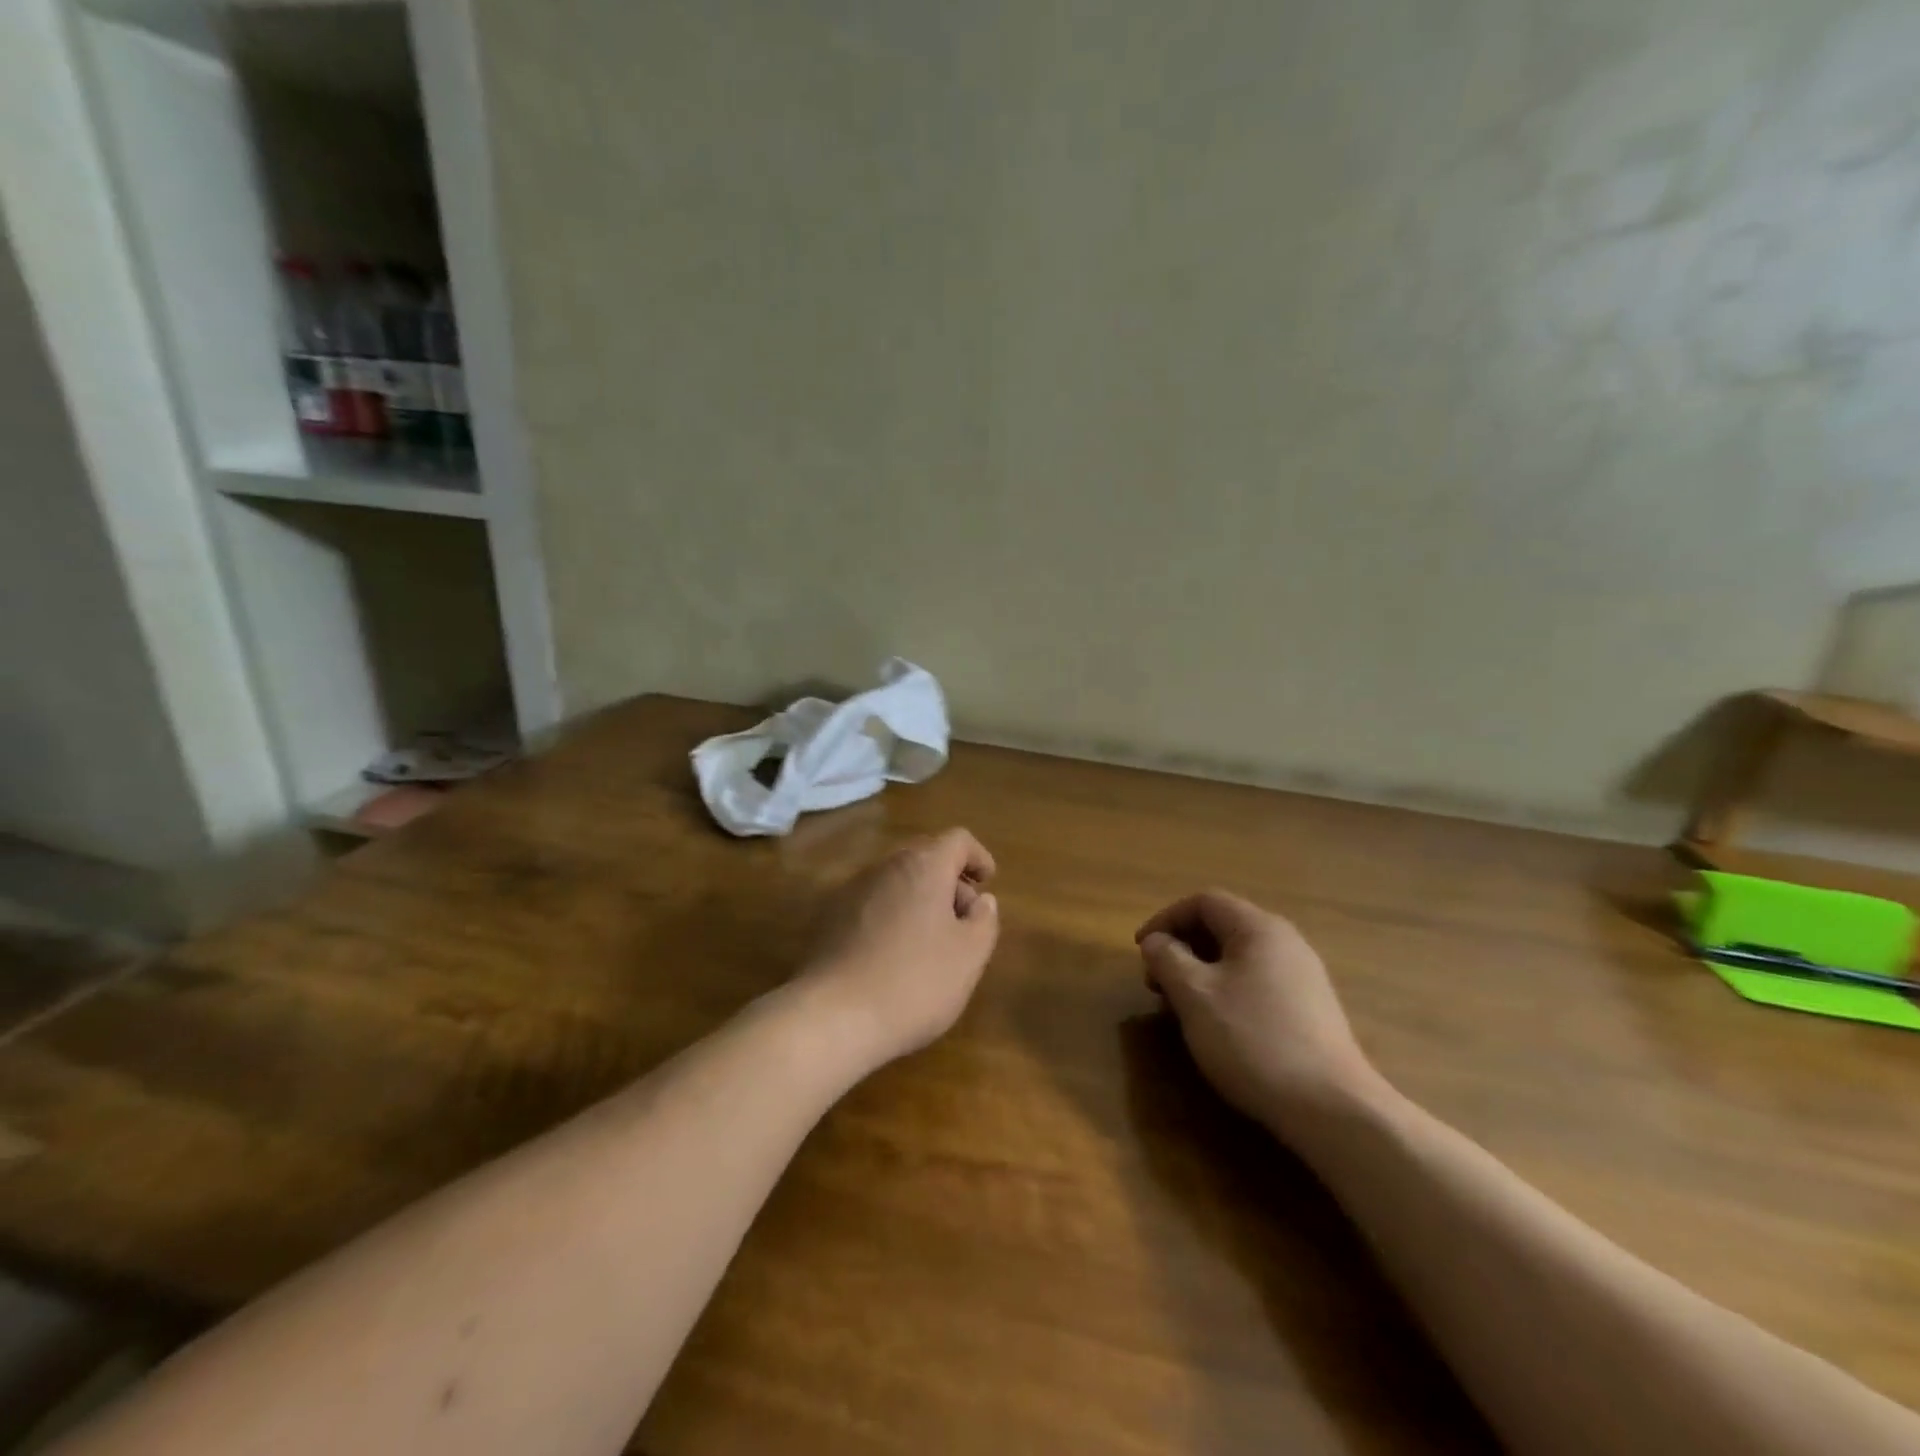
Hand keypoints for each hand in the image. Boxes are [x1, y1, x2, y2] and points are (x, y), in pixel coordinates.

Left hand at [795, 828, 999, 1067]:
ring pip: (896, 880)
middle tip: (963, 918)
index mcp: (923, 866)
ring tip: (930, 941)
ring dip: (919, 899)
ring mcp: (852, 890)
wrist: (833, 1016)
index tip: (988, 883)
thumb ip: (984, 920)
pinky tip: (894, 954)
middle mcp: (885, 866)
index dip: (978, 857)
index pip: (957, 840)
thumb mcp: (969, 956)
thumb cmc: (915, 982)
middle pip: (925, 857)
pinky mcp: (829, 917)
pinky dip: (891, 915)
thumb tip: (982, 901)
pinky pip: (872, 903)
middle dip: (949, 880)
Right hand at [1136, 890, 1382, 1133]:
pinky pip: (1257, 983)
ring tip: (1181, 1006)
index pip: (1204, 902)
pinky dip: (1226, 991)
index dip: (1166, 919)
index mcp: (1259, 928)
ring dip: (1201, 972)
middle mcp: (1286, 943)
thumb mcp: (1195, 996)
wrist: (1332, 1109)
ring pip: (1239, 958)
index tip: (1140, 950)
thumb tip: (1156, 941)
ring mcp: (1303, 977)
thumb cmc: (1253, 1040)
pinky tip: (1217, 1026)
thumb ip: (1168, 959)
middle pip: (1222, 926)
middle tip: (1156, 982)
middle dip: (1182, 947)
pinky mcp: (1310, 1010)